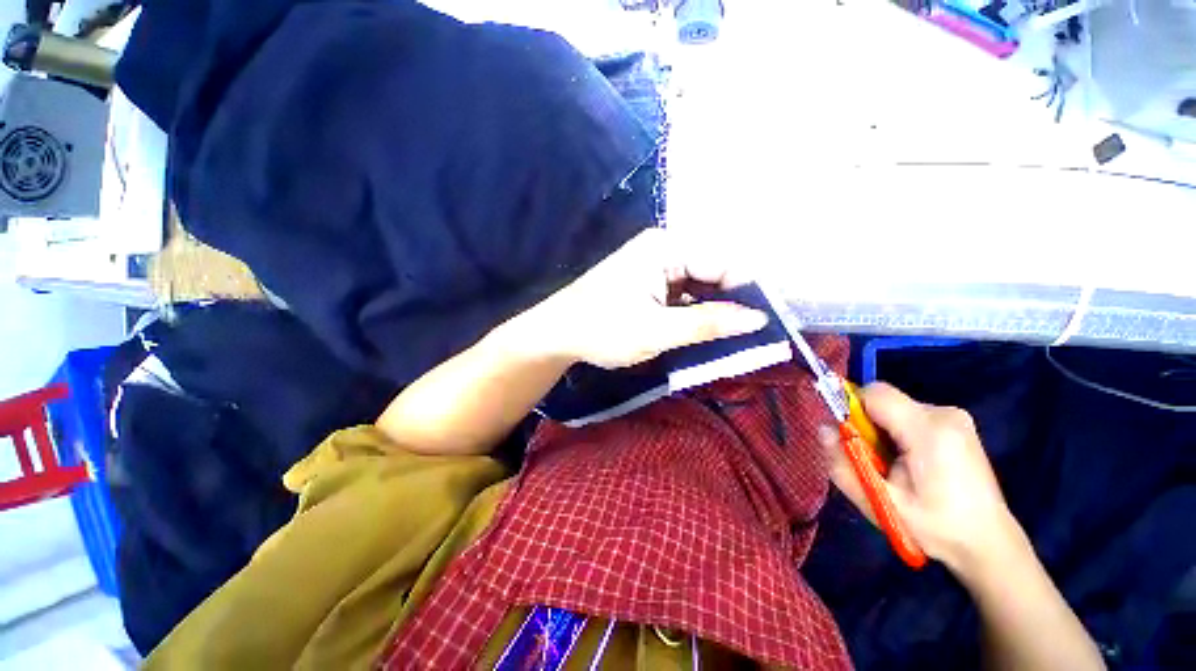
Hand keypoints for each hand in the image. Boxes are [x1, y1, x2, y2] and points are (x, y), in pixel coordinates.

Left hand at [531, 228, 768, 368]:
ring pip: (699, 283)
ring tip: (731, 335)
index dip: (748, 290)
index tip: (766, 321)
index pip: (723, 261)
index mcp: (665, 248)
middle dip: (731, 300)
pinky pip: (684, 292)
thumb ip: (708, 323)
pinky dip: (695, 310)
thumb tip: (758, 319)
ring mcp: (655, 265)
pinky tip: (704, 329)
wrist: (558, 335)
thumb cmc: (602, 329)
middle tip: (750, 333)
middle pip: (713, 270)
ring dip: (714, 308)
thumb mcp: (657, 331)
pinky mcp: (648, 281)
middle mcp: (663, 248)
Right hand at [821, 383, 1026, 577]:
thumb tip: (822, 429)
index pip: (874, 393)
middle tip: (875, 461)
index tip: (852, 439)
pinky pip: (911, 415)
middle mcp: (944, 414)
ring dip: (883, 430)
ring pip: (896, 408)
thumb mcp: (880, 501)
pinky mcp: (957, 424)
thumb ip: (843, 464)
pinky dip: (900, 432)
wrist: (988, 543)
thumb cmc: (935, 527)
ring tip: (896, 467)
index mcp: (928, 430)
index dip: (852, 409)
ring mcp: (955, 417)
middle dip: (868, 424)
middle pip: (884, 400)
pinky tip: (913, 463)